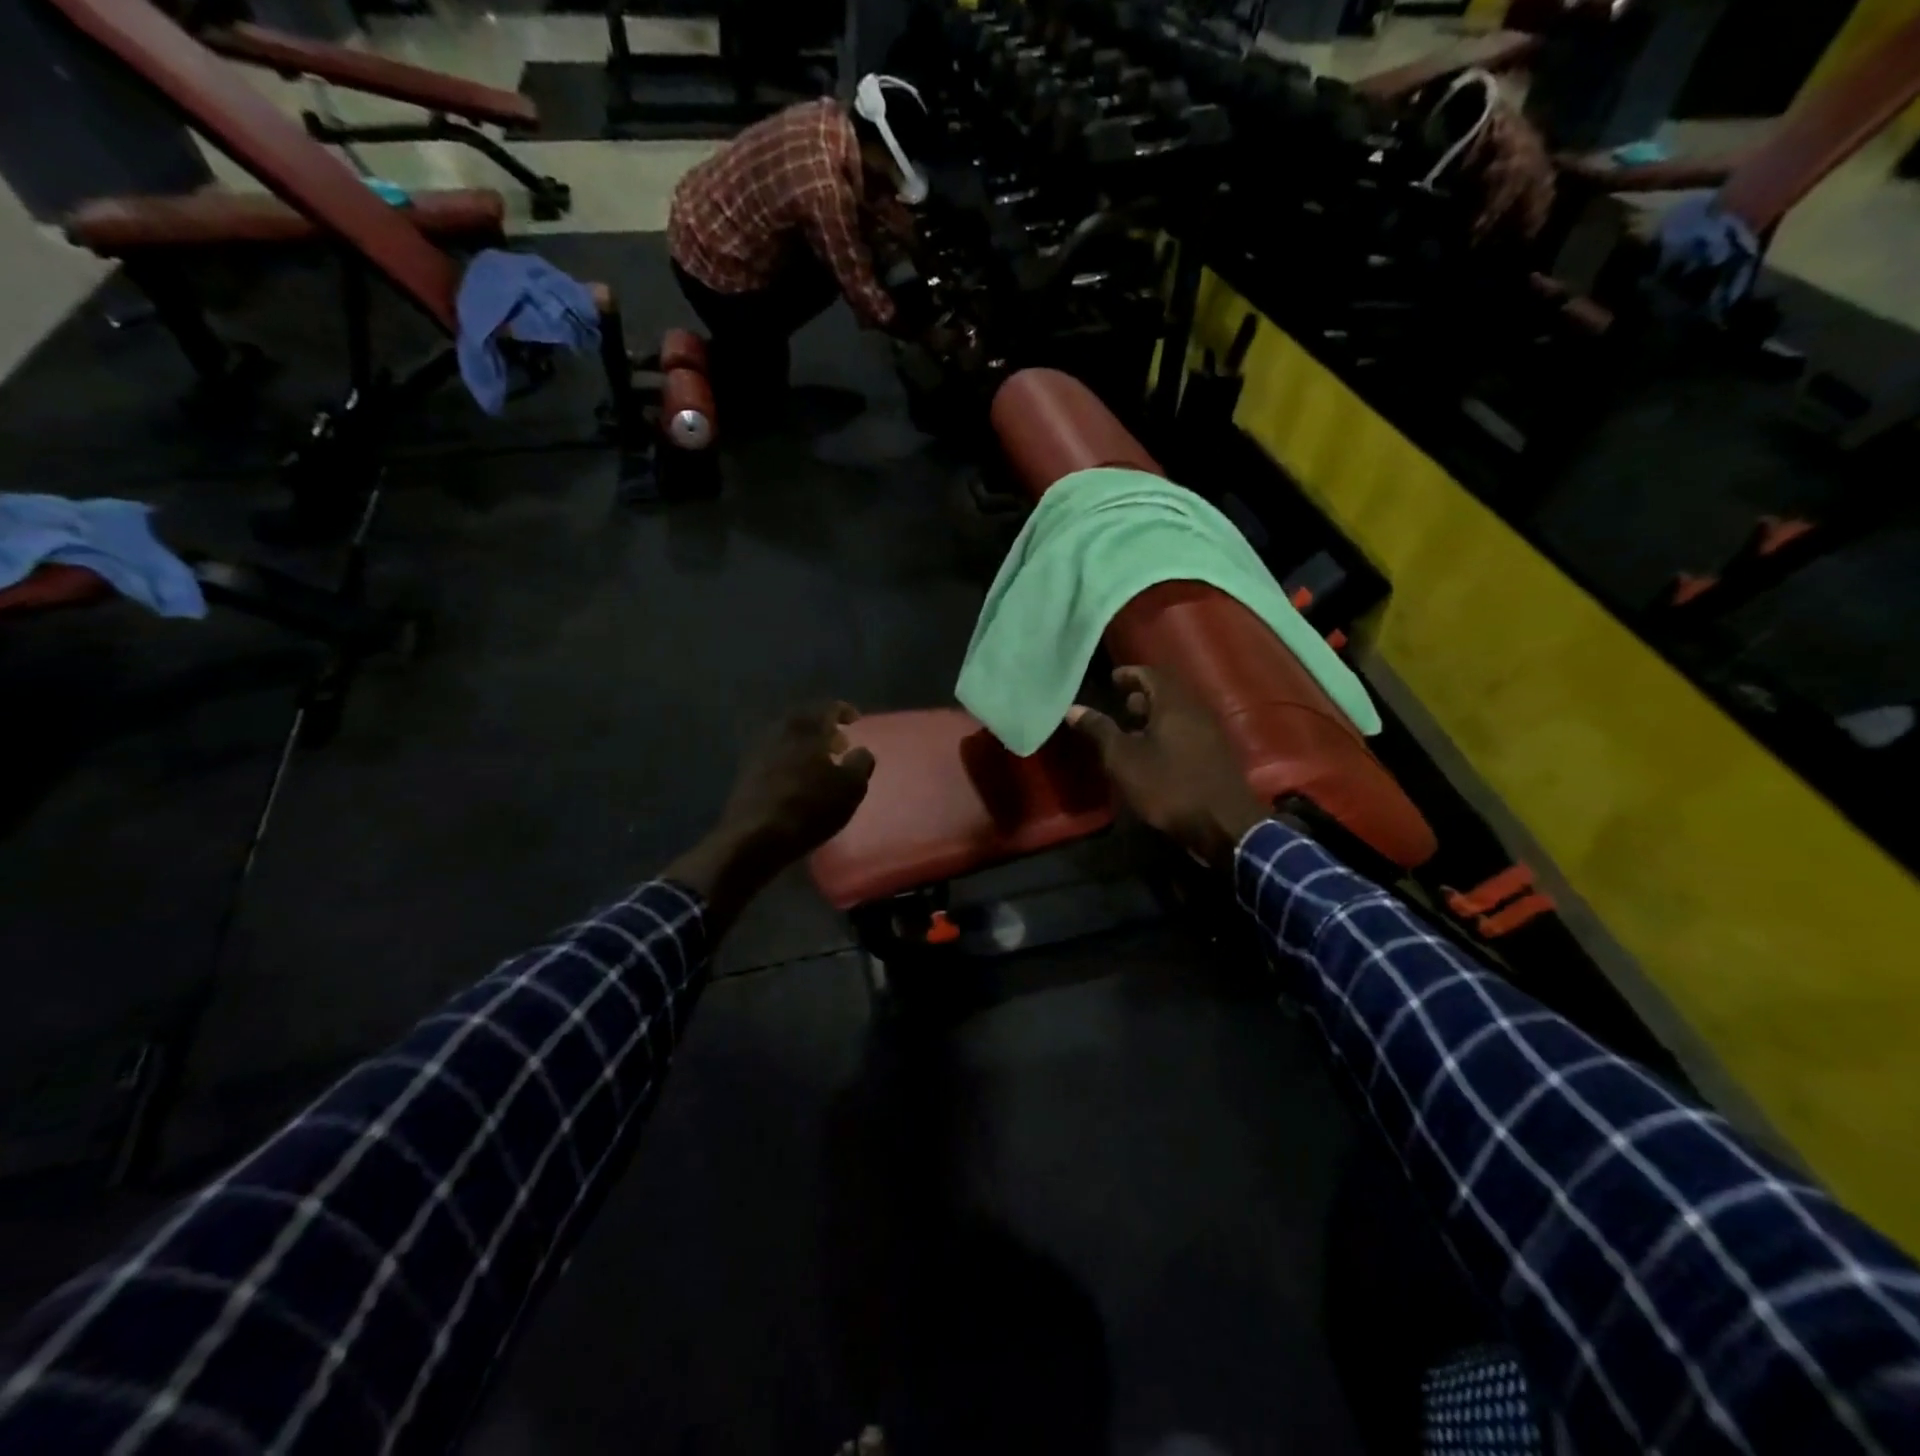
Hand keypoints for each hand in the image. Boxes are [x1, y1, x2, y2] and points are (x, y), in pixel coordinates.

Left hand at [666, 703, 875, 930]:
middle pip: (805, 721)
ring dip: (805, 746)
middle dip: (824, 729)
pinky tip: (798, 781)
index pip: (829, 708)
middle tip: (839, 744)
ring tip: (820, 765)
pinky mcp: (746, 774)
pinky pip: (775, 757)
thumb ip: (861, 763)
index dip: (845, 712)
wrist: (754, 837)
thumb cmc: (809, 807)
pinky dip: (790, 761)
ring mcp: (759, 752)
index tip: (855, 721)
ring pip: (788, 739)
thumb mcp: (851, 788)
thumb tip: (861, 751)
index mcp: (807, 728)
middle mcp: (780, 731)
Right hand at [1067, 666, 1269, 874]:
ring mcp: (1211, 732)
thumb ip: (1100, 730)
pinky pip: (1189, 730)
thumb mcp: (1123, 759)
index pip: (1150, 674)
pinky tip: (1156, 752)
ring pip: (1180, 712)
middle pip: (1168, 691)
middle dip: (1143, 694)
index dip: (1129, 674)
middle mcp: (1196, 710)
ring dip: (1156, 714)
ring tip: (1133, 728)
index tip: (1112, 679)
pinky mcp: (1218, 754)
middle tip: (1121, 702)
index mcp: (1173, 704)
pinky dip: (1169, 731)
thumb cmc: (1168, 786)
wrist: (1223, 824)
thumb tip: (1073, 708)